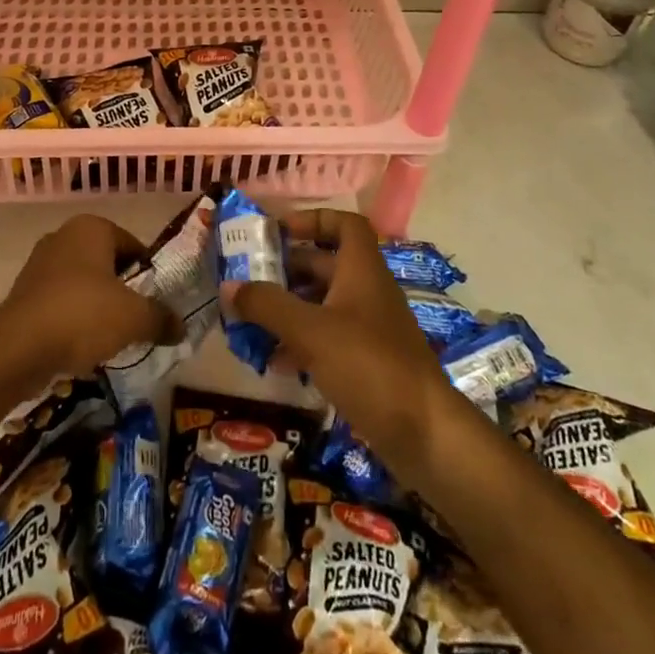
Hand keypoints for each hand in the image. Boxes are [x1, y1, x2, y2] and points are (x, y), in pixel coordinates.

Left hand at [0, 214, 180, 386]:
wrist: (17, 347)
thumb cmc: (82, 315)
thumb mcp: (134, 318)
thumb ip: (161, 318)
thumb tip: (182, 326)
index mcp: (92, 227)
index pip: (133, 245)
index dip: (148, 274)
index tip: (156, 302)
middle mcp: (64, 236)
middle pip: (107, 263)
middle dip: (122, 290)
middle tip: (137, 320)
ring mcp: (39, 263)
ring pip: (82, 283)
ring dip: (97, 306)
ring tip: (111, 337)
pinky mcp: (23, 292)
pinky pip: (60, 302)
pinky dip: (73, 319)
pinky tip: (81, 346)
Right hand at [223, 210, 451, 479]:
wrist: (425, 434)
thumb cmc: (369, 365)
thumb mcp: (310, 331)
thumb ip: (268, 305)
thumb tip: (229, 285)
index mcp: (361, 270)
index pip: (345, 224)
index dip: (313, 219)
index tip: (278, 232)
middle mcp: (367, 291)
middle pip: (326, 265)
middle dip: (287, 269)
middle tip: (249, 279)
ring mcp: (370, 328)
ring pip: (323, 304)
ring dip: (289, 309)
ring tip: (251, 321)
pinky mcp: (368, 363)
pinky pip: (328, 339)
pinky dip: (302, 343)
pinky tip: (275, 363)